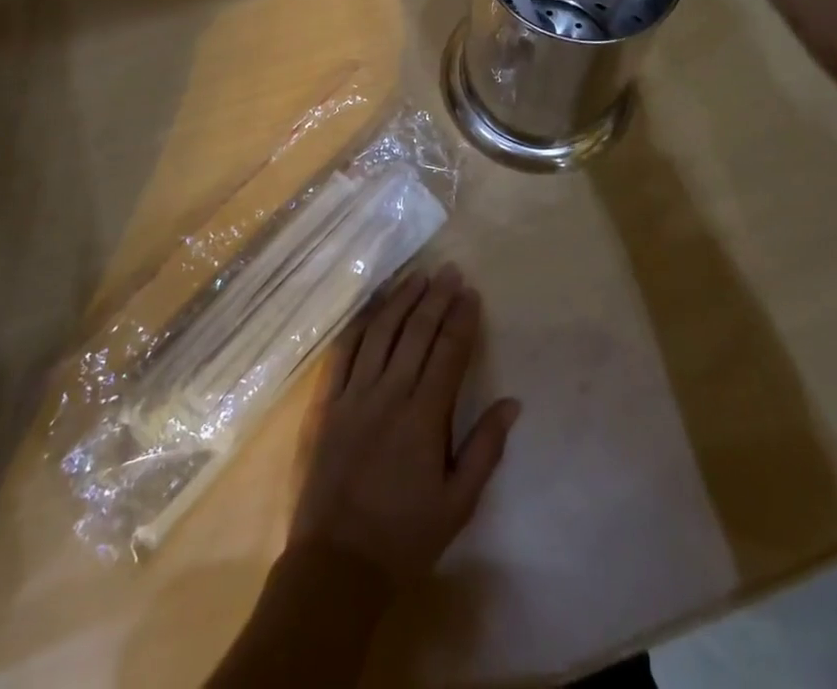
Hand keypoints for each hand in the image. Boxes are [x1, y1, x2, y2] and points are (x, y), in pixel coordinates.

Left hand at [290, 265, 520, 587]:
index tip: (471, 293)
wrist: (336, 566)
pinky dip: (359, 324)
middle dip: (435, 298)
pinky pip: (342, 352)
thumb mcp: (457, 505)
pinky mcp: (324, 403)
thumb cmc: (404, 537)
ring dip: (400, 299)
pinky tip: (371, 306)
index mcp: (424, 417)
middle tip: (448, 270)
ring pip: (380, 332)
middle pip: (416, 332)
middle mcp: (389, 394)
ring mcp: (353, 394)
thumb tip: (512, 403)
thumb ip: (485, 449)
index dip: (462, 319)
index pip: (448, 352)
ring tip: (416, 276)